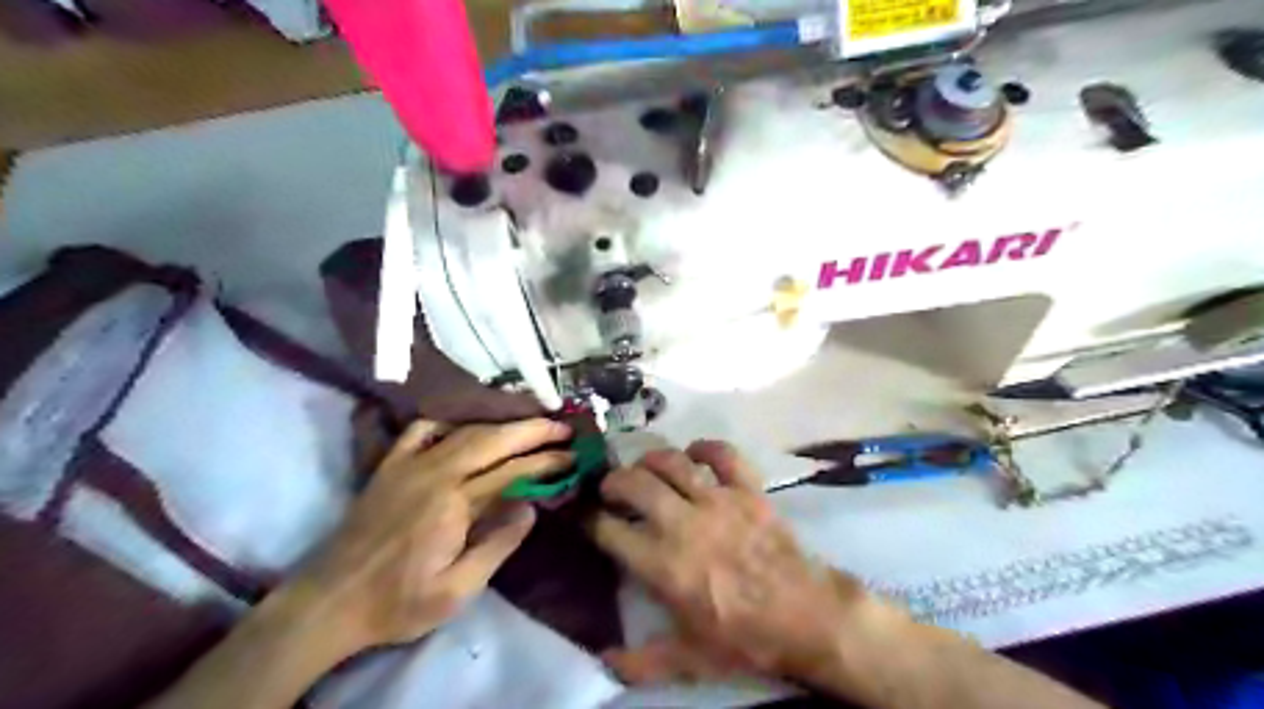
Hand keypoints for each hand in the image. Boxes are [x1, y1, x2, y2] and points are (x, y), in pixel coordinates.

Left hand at [289, 417, 570, 655]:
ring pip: (464, 431)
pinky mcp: (389, 466)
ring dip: (501, 425)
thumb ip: (497, 545)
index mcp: (453, 503)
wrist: (329, 602)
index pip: (511, 472)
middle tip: (563, 426)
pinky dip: (448, 423)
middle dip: (532, 430)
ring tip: (529, 423)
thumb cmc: (398, 603)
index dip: (545, 461)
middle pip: (492, 440)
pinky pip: (421, 430)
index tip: (572, 455)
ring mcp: (408, 464)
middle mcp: (434, 472)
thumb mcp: (456, 591)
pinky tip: (463, 429)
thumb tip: (530, 506)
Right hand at [597, 439, 898, 682]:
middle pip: (635, 484)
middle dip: (613, 481)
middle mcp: (683, 523)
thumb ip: (643, 661)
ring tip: (644, 467)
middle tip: (611, 488)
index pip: (610, 530)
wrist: (805, 616)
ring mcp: (717, 501)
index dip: (591, 520)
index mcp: (662, 564)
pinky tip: (695, 453)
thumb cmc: (744, 638)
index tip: (587, 517)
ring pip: (672, 462)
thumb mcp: (690, 659)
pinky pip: (723, 455)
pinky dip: (706, 448)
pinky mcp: (747, 490)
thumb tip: (604, 662)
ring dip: (651, 459)